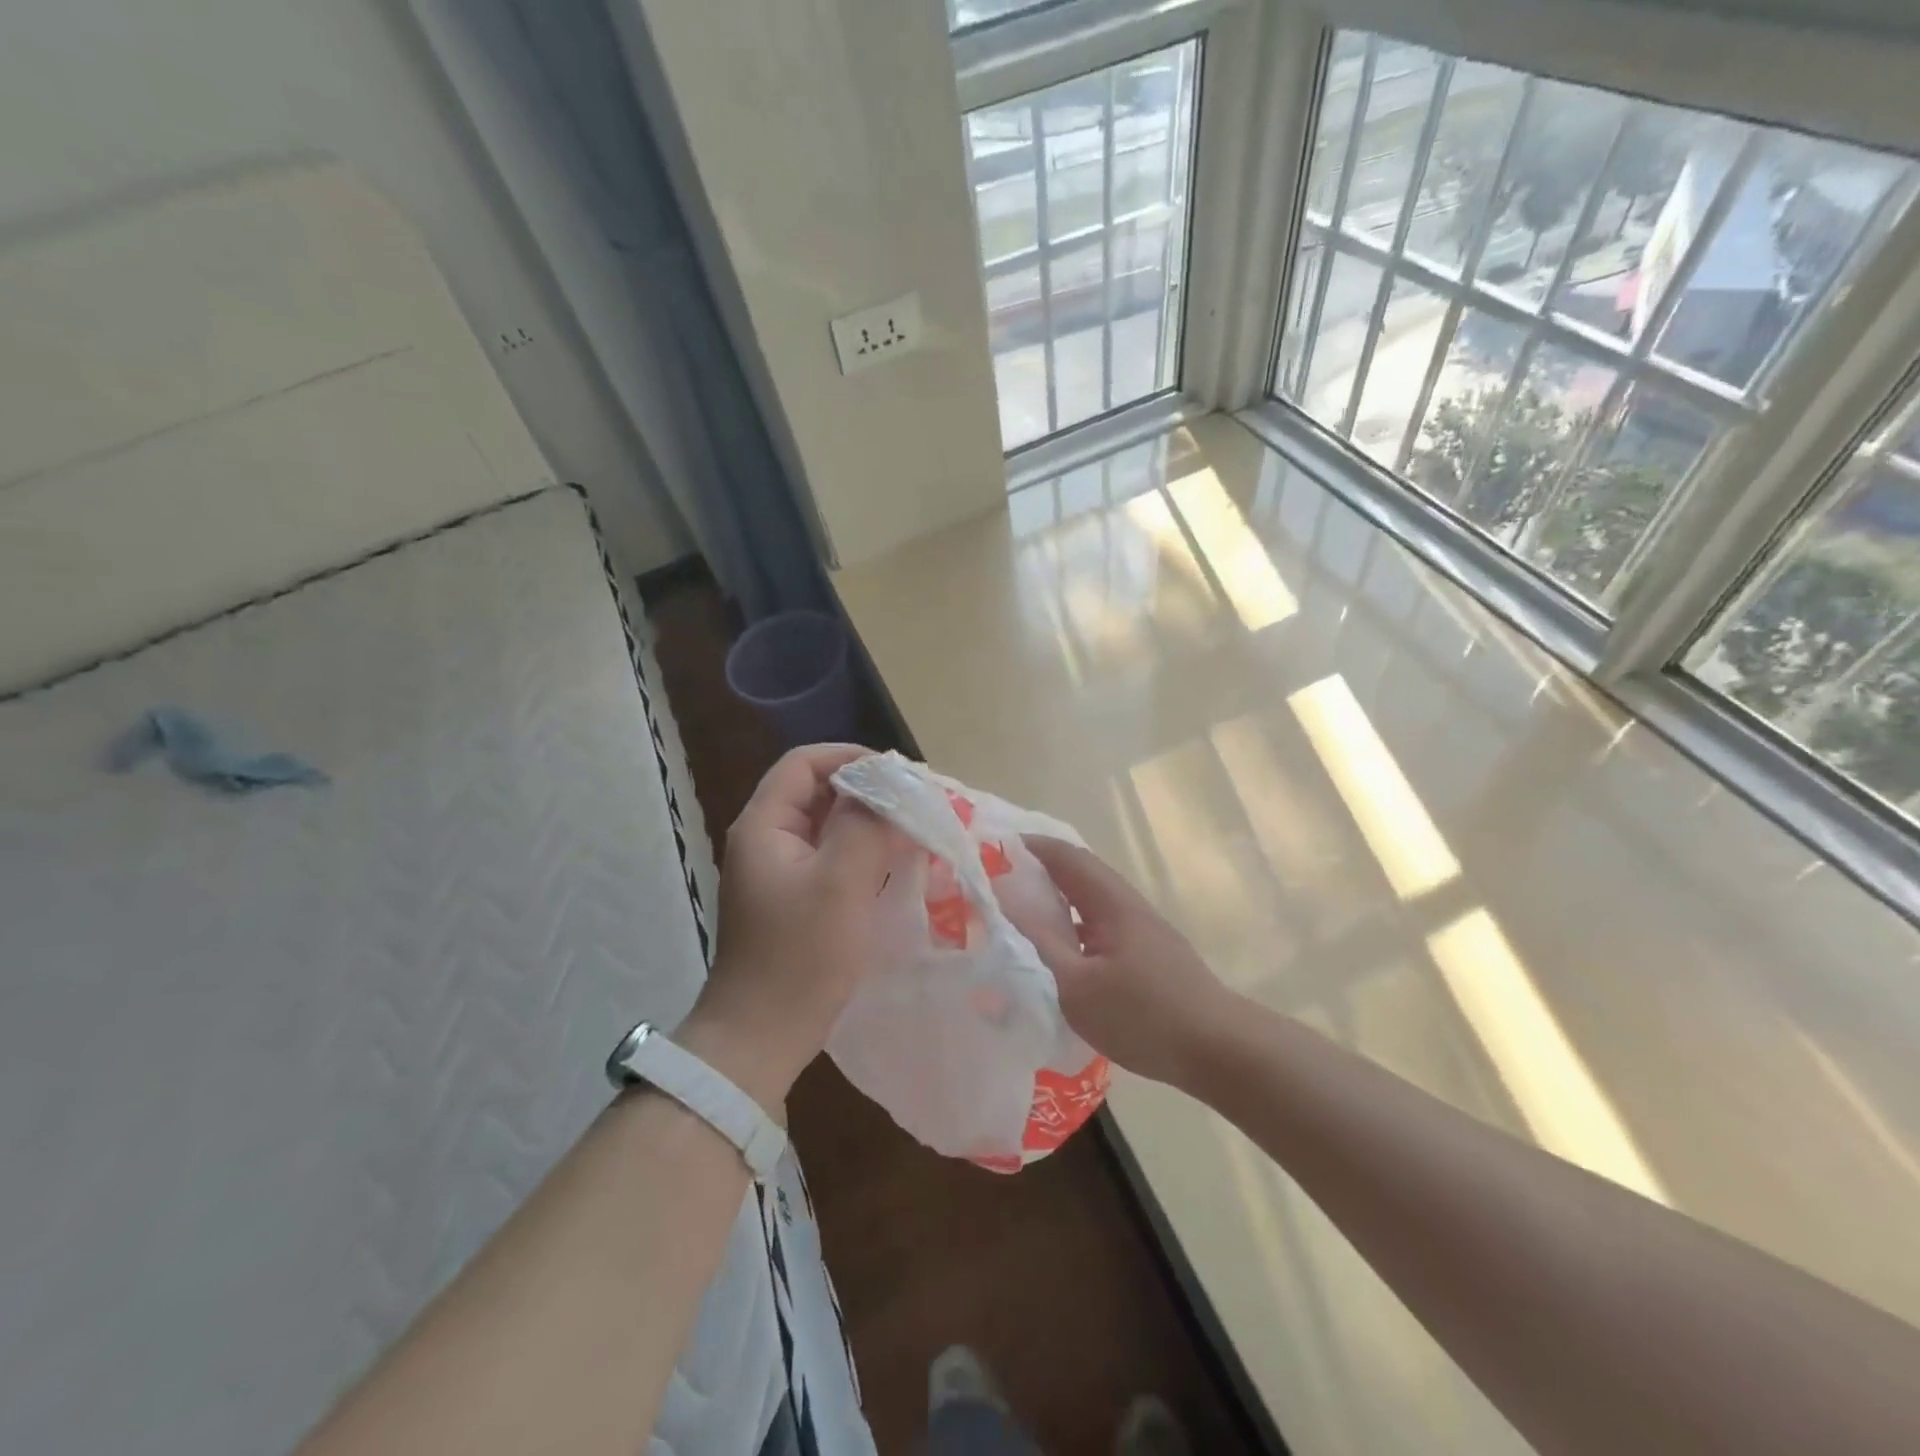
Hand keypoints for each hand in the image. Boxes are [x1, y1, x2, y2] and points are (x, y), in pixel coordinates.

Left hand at [679, 745, 899, 1113]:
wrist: (761, 1037)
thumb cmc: (799, 956)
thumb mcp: (841, 884)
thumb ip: (866, 826)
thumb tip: (890, 788)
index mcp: (765, 825)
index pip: (805, 763)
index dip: (851, 758)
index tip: (899, 776)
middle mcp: (766, 839)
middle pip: (817, 791)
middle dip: (867, 790)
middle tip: (916, 802)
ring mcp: (779, 871)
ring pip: (827, 825)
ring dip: (868, 822)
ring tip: (913, 829)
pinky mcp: (794, 899)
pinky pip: (831, 857)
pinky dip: (862, 852)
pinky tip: (895, 864)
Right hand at [1021, 837, 1239, 1089]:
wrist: (1217, 1049)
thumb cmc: (1143, 1015)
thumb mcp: (1077, 985)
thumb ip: (1039, 942)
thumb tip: (1003, 902)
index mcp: (1111, 902)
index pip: (1065, 856)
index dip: (1029, 846)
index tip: (992, 848)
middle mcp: (1127, 905)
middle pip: (1079, 873)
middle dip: (1038, 870)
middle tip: (997, 880)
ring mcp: (1141, 930)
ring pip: (1090, 901)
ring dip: (1056, 898)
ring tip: (1018, 911)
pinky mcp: (1148, 954)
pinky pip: (1100, 925)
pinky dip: (1072, 925)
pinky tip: (1058, 949)